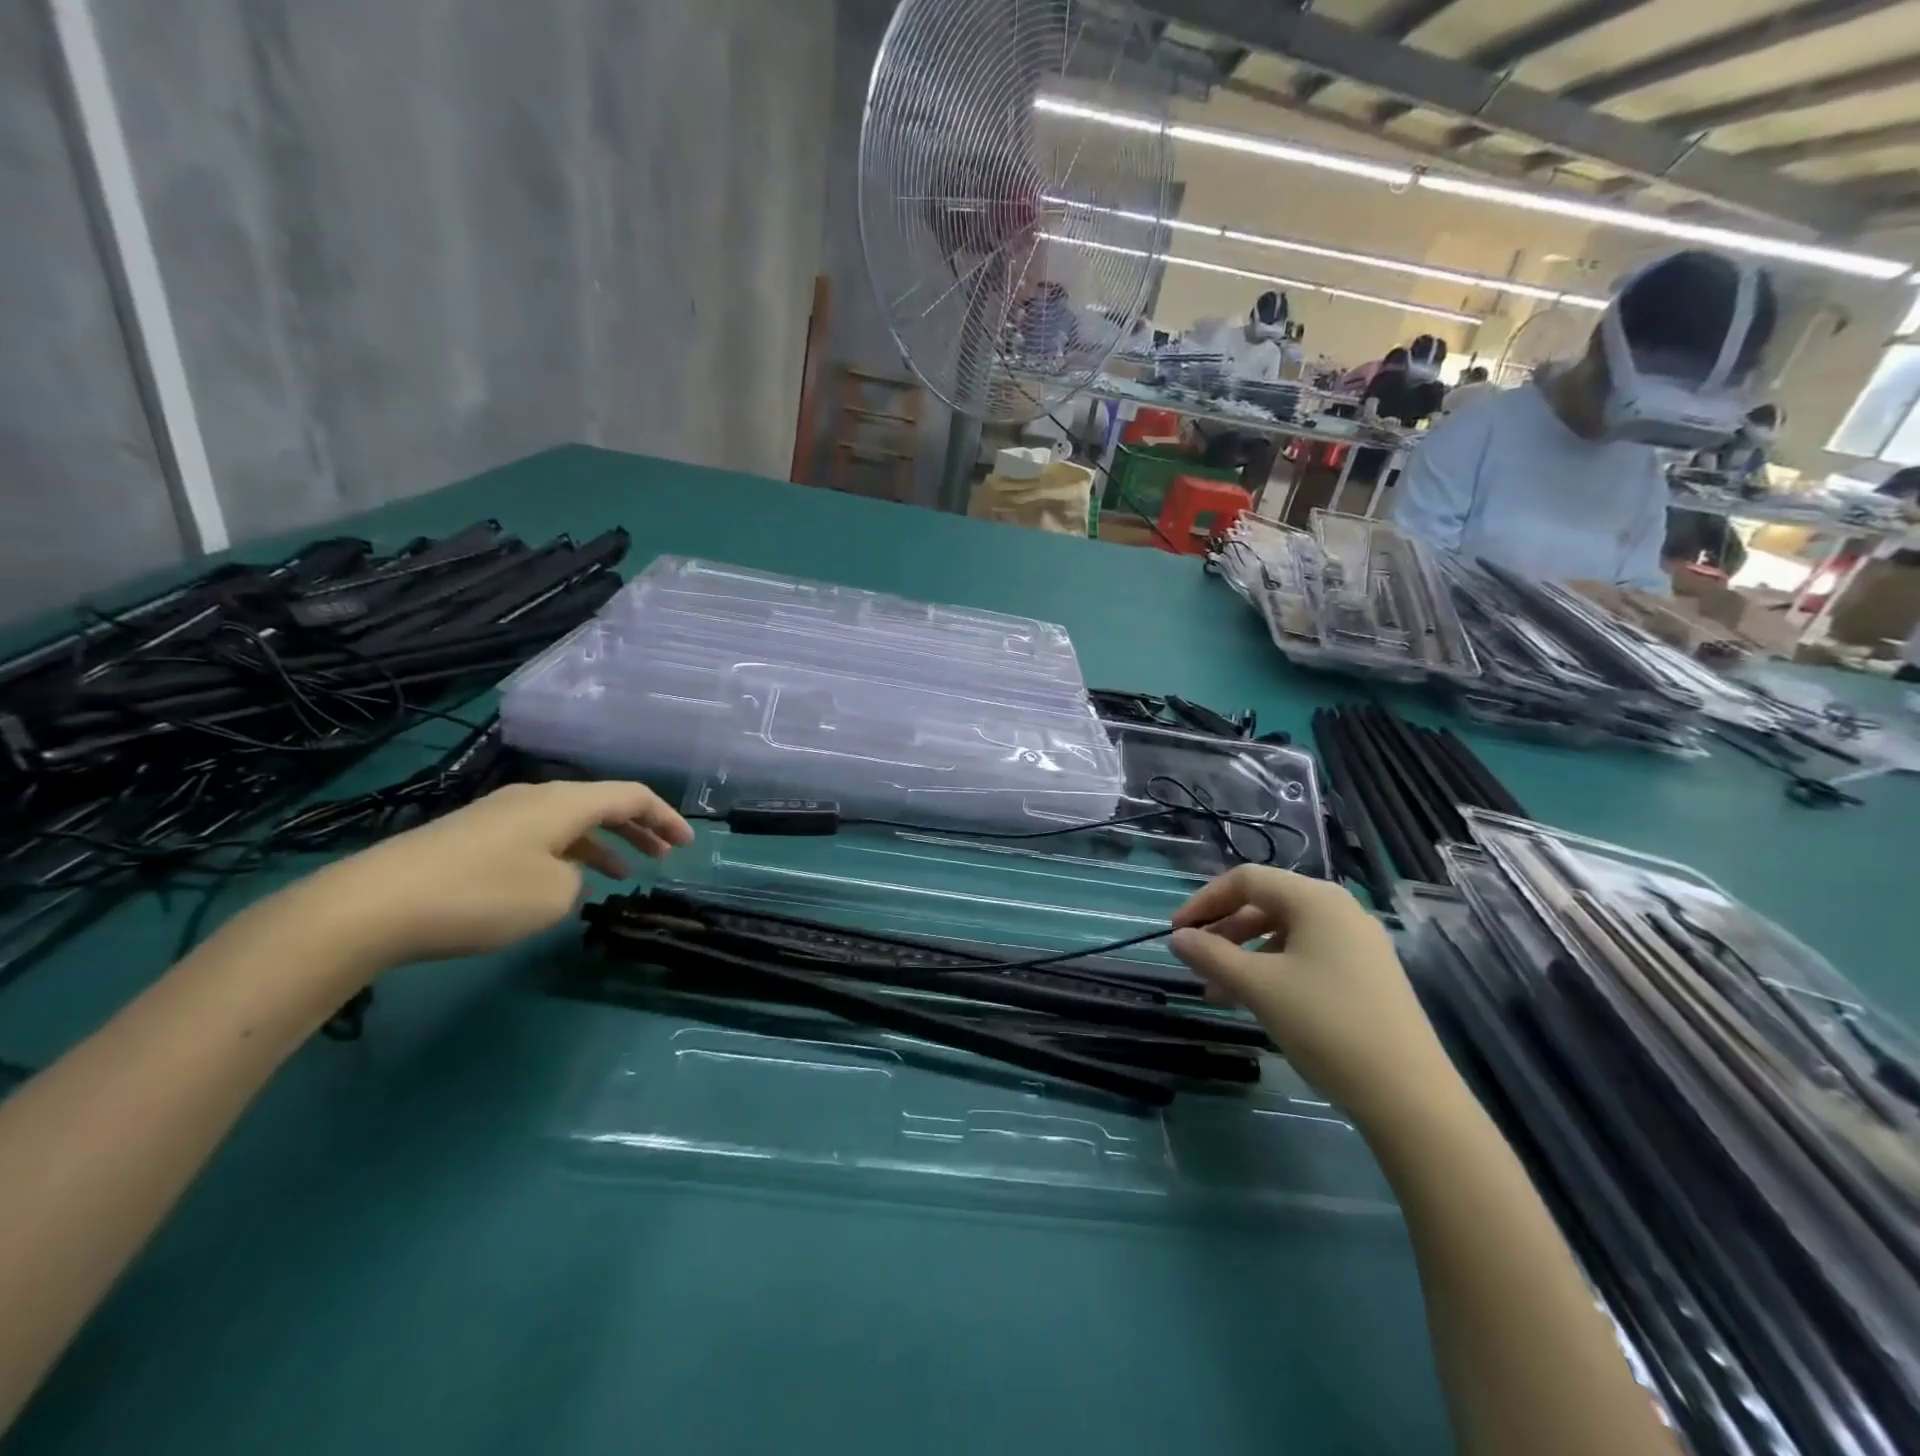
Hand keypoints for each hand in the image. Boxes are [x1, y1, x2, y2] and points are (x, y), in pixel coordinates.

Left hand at [279, 781, 692, 971]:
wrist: (371, 906)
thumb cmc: (480, 895)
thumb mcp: (554, 895)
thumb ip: (578, 879)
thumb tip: (564, 873)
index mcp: (564, 802)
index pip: (631, 795)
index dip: (665, 817)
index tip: (688, 843)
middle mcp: (535, 798)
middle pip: (602, 804)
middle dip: (639, 828)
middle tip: (664, 855)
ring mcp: (500, 816)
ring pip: (570, 822)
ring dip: (604, 843)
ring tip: (624, 873)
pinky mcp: (472, 838)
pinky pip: (540, 837)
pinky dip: (568, 854)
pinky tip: (565, 882)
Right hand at [1168, 865, 1457, 1128]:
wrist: (1409, 1096)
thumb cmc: (1325, 1024)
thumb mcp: (1257, 986)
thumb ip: (1210, 955)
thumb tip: (1177, 938)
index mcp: (1315, 899)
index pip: (1246, 880)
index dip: (1204, 901)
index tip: (1176, 933)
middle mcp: (1339, 910)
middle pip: (1265, 904)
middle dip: (1223, 931)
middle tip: (1195, 962)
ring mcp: (1357, 944)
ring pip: (1284, 934)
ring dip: (1244, 956)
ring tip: (1217, 992)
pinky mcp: (1366, 976)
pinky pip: (1306, 957)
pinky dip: (1272, 971)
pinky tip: (1255, 1003)